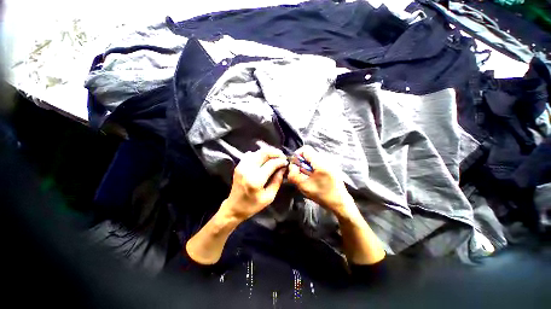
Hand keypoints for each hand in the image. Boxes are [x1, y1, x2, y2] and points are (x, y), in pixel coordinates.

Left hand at [220, 145, 287, 221]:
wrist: (234, 207)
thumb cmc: (252, 205)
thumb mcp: (269, 197)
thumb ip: (277, 181)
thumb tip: (283, 168)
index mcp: (256, 180)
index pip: (271, 164)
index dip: (281, 161)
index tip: (286, 162)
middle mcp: (248, 170)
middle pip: (264, 153)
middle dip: (275, 152)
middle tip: (282, 156)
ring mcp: (242, 166)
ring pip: (257, 151)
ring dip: (268, 152)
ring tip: (275, 157)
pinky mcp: (239, 165)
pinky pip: (251, 154)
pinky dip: (260, 154)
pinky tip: (265, 159)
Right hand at [287, 145, 355, 218]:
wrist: (340, 203)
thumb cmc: (322, 196)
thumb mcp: (304, 187)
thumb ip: (294, 175)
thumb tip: (292, 166)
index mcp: (321, 163)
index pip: (306, 149)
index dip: (297, 155)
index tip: (294, 165)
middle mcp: (327, 159)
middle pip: (309, 153)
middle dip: (302, 161)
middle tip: (299, 172)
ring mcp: (331, 162)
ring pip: (313, 157)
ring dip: (307, 164)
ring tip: (306, 175)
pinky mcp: (332, 166)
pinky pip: (319, 161)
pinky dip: (313, 166)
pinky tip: (313, 176)